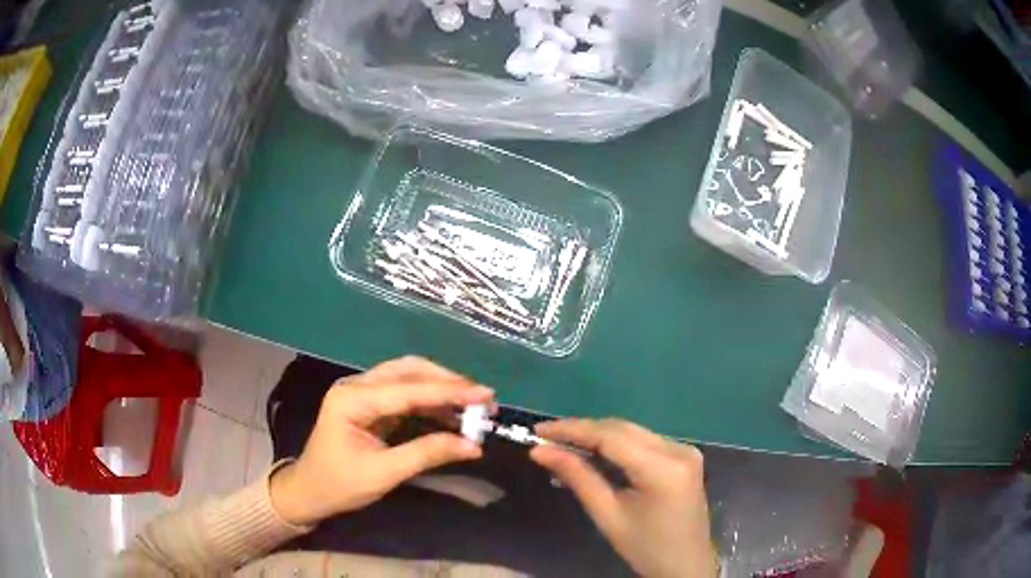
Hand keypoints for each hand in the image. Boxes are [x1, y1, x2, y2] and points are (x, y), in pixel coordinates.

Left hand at [269, 356, 493, 525]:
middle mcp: (357, 386)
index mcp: (352, 399)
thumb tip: (473, 446)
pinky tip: (452, 415)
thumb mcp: (383, 473)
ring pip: (408, 378)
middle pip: (408, 371)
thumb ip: (427, 454)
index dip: (449, 391)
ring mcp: (362, 393)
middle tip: (483, 399)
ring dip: (441, 389)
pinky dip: (430, 402)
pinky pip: (405, 395)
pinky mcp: (370, 404)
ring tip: (474, 405)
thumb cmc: (339, 484)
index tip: (485, 394)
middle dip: (447, 382)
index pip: (408, 390)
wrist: (310, 491)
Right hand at [530, 419, 717, 577]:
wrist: (686, 565)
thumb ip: (578, 478)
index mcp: (663, 468)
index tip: (538, 431)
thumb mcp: (608, 516)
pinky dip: (616, 444)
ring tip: (563, 443)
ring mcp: (685, 450)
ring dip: (598, 435)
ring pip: (633, 432)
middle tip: (546, 437)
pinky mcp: (684, 456)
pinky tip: (594, 451)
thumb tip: (541, 452)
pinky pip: (644, 441)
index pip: (611, 436)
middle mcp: (678, 449)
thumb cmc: (646, 548)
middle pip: (623, 429)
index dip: (572, 429)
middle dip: (582, 430)